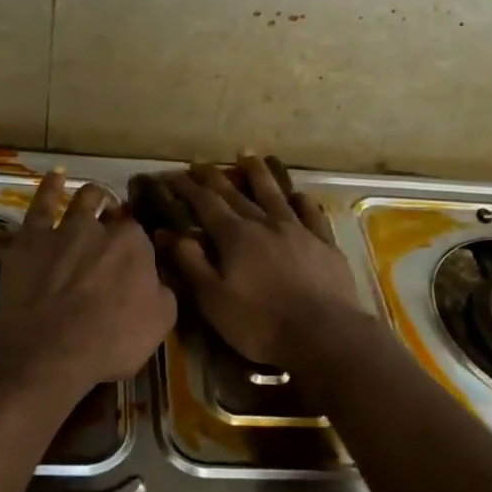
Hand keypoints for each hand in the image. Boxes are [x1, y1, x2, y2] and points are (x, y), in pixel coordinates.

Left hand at [0, 168, 176, 394]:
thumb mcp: (160, 322)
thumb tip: (159, 279)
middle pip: (114, 217)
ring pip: (83, 201)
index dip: (138, 246)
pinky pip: (41, 204)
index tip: (136, 257)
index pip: (142, 238)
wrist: (50, 348)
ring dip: (92, 196)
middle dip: (118, 219)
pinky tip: (56, 176)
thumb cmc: (111, 340)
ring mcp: (65, 229)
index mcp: (136, 247)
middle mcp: (103, 229)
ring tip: (96, 194)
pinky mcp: (31, 238)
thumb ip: (163, 292)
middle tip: (116, 228)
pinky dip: (49, 188)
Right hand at [163, 157, 366, 367]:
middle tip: (200, 163)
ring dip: (259, 174)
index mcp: (235, 237)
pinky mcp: (325, 245)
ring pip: (275, 194)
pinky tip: (299, 195)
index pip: (206, 203)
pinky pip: (312, 214)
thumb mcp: (213, 300)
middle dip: (215, 177)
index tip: (172, 177)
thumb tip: (166, 232)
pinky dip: (302, 201)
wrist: (325, 336)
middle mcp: (266, 224)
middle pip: (237, 194)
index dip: (187, 188)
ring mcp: (299, 231)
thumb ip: (190, 263)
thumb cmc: (261, 323)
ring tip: (248, 156)